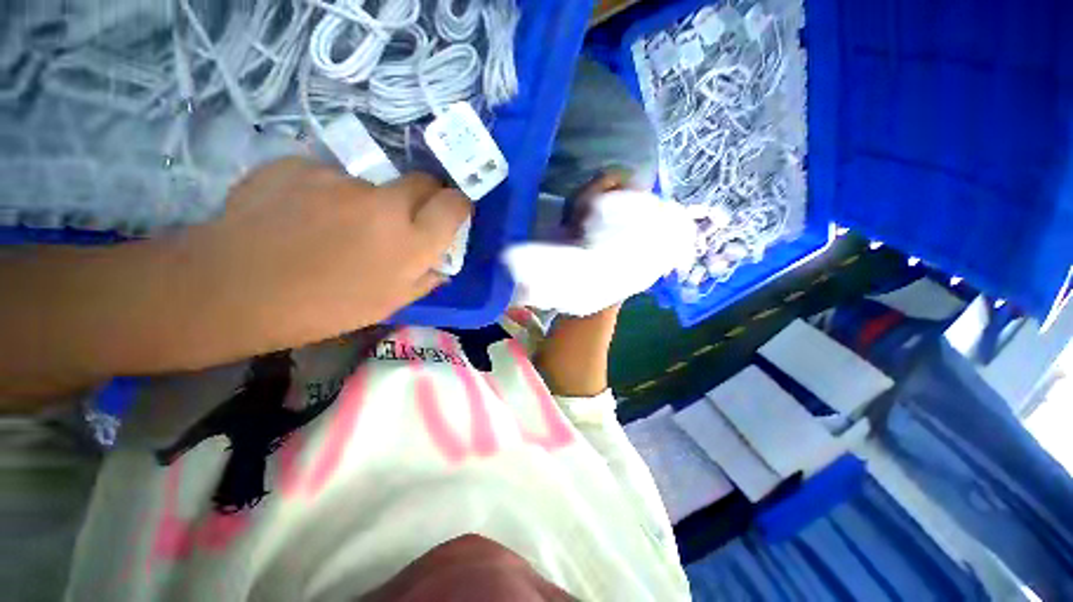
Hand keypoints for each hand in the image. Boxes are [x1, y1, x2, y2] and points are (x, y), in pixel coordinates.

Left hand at [173, 158, 470, 349]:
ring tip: (337, 225)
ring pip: (373, 181)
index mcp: (411, 243)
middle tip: (403, 217)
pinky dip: (327, 192)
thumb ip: (424, 279)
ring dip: (370, 199)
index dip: (458, 205)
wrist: (231, 290)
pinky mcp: (301, 164)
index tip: (452, 212)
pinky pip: (330, 176)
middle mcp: (385, 203)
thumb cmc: (322, 308)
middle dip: (424, 195)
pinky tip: (302, 215)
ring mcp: (340, 179)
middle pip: (423, 180)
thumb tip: (440, 263)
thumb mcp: (388, 304)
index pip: (455, 204)